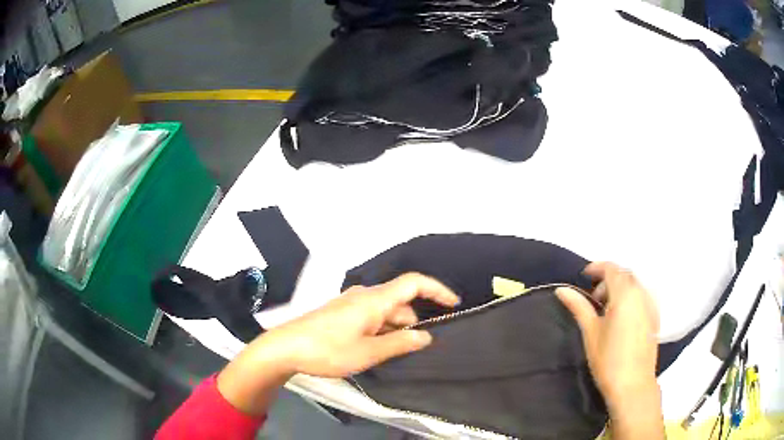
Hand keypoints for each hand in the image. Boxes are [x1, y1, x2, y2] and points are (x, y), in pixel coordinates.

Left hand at [272, 272, 460, 376]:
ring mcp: (350, 304)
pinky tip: (378, 349)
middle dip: (414, 321)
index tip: (454, 304)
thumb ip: (400, 343)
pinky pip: (371, 317)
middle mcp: (364, 296)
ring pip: (385, 311)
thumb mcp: (368, 352)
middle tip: (421, 347)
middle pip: (400, 302)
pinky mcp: (341, 314)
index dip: (437, 290)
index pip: (414, 283)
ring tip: (398, 353)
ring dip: (396, 328)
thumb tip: (426, 336)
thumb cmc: (328, 350)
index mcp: (374, 300)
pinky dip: (382, 329)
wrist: (285, 348)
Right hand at [555, 262, 663, 439]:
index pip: (612, 269)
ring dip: (620, 288)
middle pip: (625, 275)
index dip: (597, 268)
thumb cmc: (608, 360)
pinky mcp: (654, 317)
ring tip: (606, 308)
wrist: (633, 385)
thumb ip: (579, 307)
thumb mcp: (591, 332)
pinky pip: (642, 295)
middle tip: (593, 297)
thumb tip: (562, 289)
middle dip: (608, 279)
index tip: (584, 275)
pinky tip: (621, 317)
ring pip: (635, 284)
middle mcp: (641, 294)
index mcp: (625, 294)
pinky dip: (630, 297)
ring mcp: (651, 305)